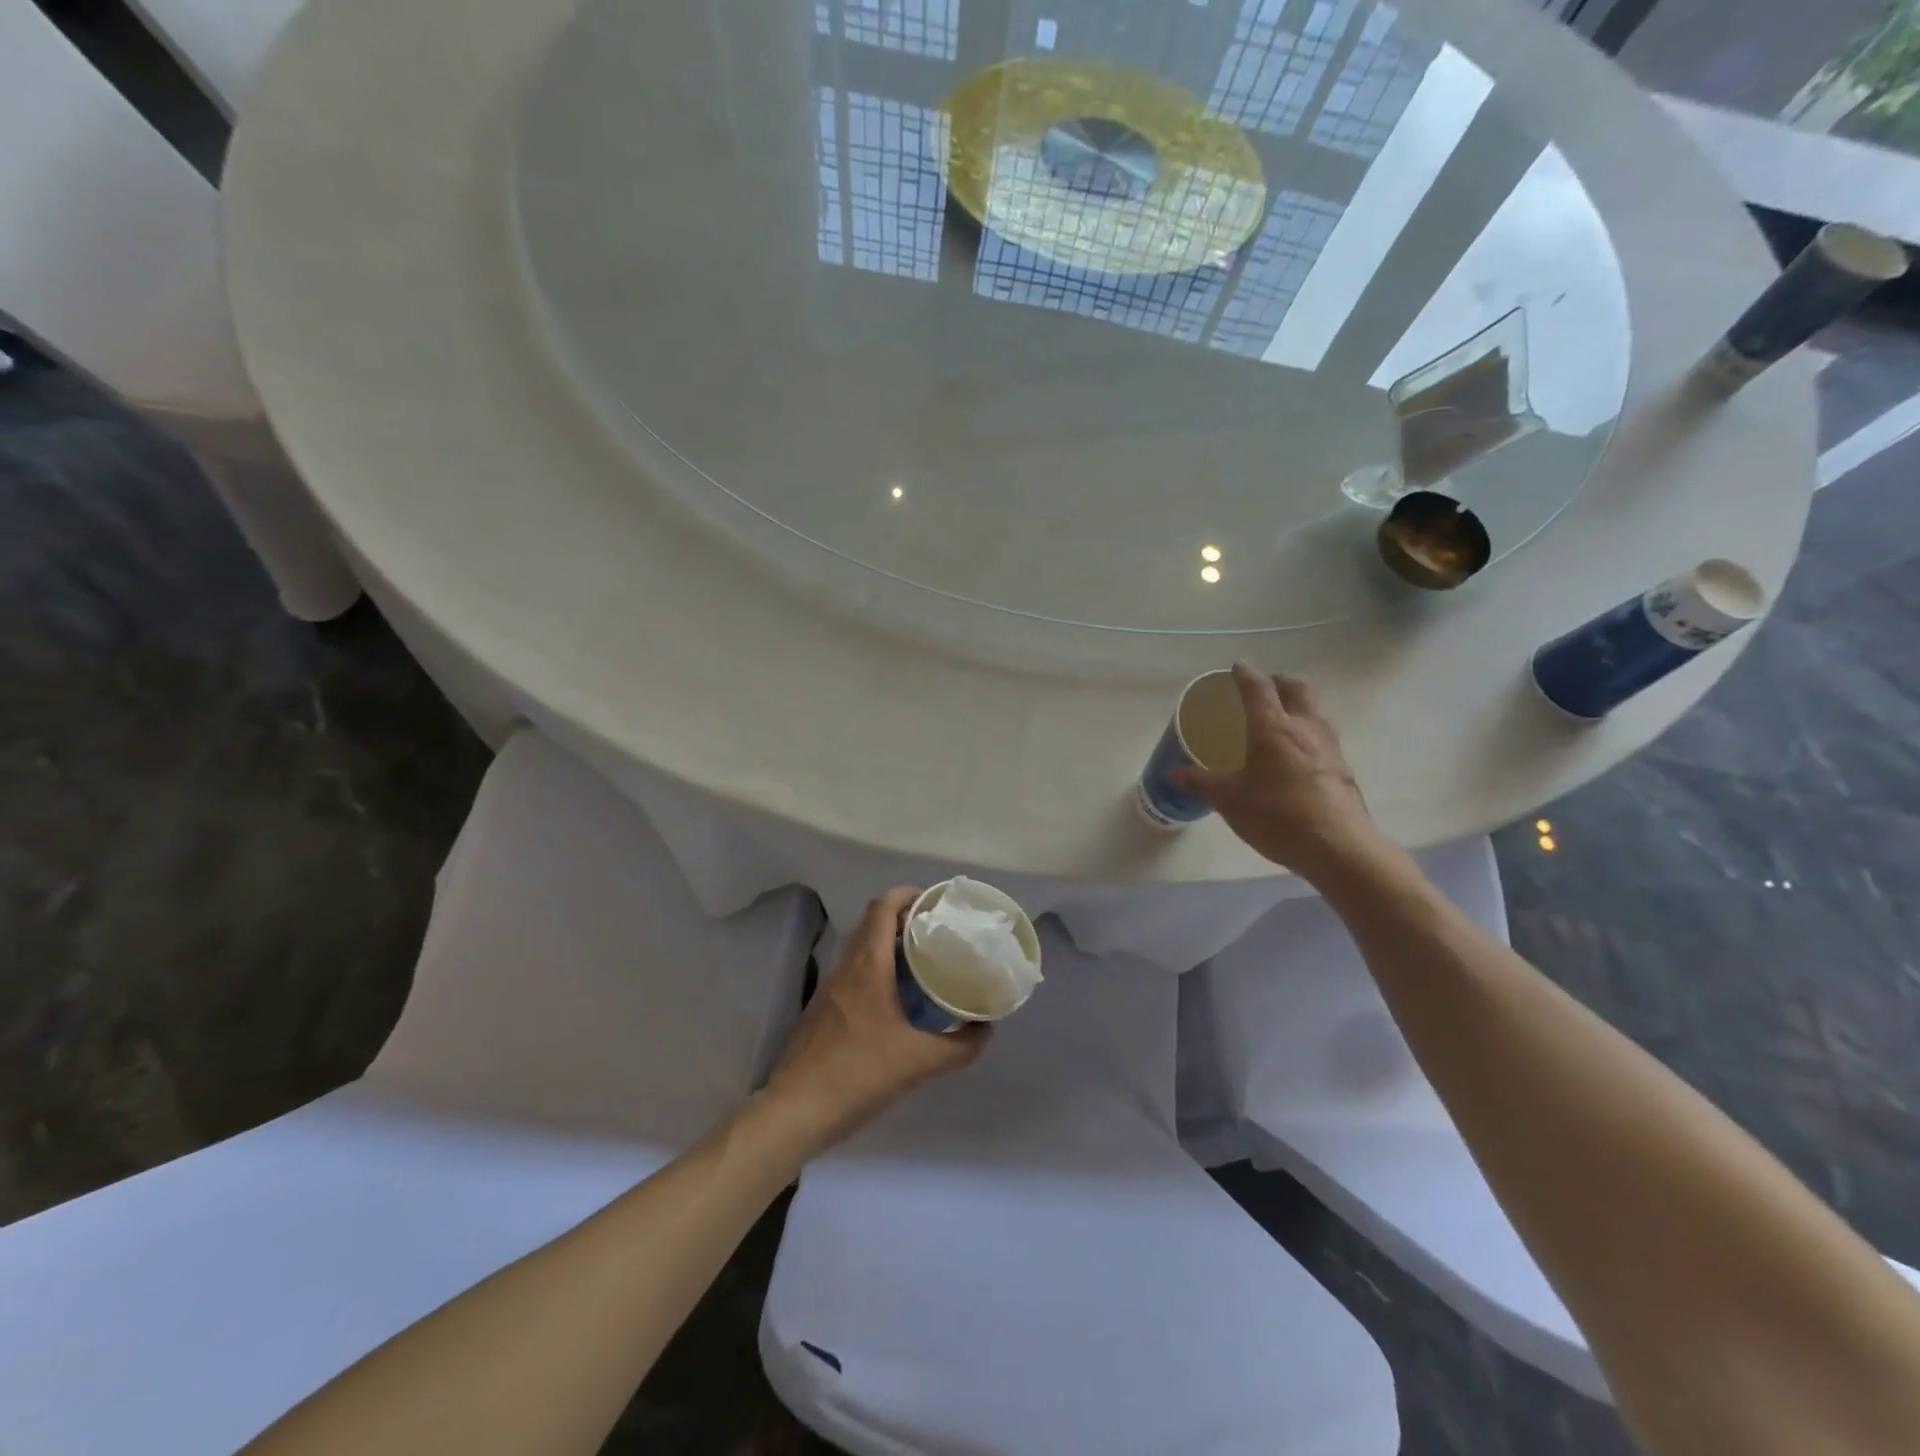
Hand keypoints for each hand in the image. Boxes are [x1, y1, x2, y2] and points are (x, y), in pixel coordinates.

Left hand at [762, 888, 989, 1154]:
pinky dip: (878, 970)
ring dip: (891, 946)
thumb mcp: (920, 1062)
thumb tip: (986, 1029)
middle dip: (905, 919)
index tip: (934, 902)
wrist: (796, 1110)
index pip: (882, 907)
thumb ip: (960, 1046)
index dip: (907, 894)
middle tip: (938, 932)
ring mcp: (831, 988)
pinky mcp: (823, 1009)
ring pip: (863, 949)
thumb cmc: (859, 1074)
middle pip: (873, 923)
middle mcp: (847, 968)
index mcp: (868, 966)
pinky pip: (855, 973)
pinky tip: (898, 1000)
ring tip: (925, 962)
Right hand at [1172, 663, 1382, 881]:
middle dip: (1280, 681)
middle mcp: (1305, 728)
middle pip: (1298, 688)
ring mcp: (1330, 747)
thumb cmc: (1278, 815)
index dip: (1245, 674)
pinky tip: (1298, 756)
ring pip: (1315, 710)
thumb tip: (1175, 773)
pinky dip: (1308, 732)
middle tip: (1264, 688)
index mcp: (1274, 728)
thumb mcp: (1230, 800)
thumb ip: (1202, 783)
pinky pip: (1324, 737)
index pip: (1259, 688)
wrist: (1338, 848)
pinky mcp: (1343, 769)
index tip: (1236, 667)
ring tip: (1281, 719)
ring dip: (1299, 705)